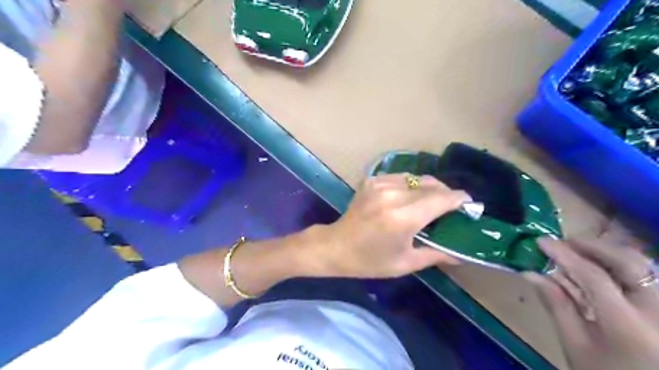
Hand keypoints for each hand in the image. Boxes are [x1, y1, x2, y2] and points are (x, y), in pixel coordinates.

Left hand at [312, 176, 470, 278]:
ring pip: (417, 178)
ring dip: (429, 188)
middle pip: (431, 185)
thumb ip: (436, 254)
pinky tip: (409, 198)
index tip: (469, 204)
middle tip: (451, 207)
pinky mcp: (372, 180)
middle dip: (446, 193)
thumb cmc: (370, 261)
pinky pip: (401, 177)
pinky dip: (411, 185)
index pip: (441, 199)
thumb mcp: (406, 263)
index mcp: (403, 217)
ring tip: (431, 202)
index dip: (459, 199)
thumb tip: (461, 254)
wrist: (336, 246)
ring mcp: (380, 184)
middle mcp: (393, 195)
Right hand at [526, 241, 658, 369]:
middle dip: (593, 246)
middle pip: (628, 263)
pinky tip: (602, 267)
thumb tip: (530, 273)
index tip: (541, 242)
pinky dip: (622, 266)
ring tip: (580, 250)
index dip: (565, 255)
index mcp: (628, 326)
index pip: (594, 277)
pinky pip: (649, 278)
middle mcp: (658, 313)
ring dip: (609, 253)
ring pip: (644, 267)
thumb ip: (556, 305)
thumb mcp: (575, 346)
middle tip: (564, 241)